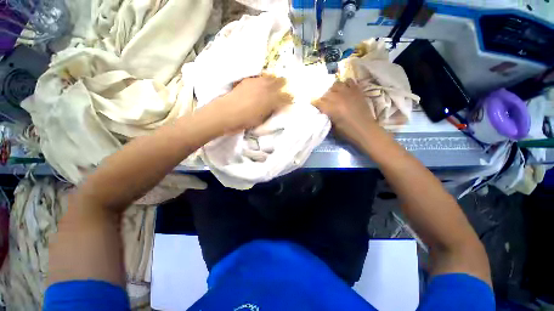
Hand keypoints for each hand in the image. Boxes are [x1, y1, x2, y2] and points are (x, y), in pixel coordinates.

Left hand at [215, 74, 292, 132]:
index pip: (285, 97)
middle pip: (280, 82)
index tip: (291, 99)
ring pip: (270, 77)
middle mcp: (267, 88)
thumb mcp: (261, 120)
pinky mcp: (248, 80)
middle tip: (284, 88)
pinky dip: (263, 79)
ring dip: (274, 80)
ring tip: (275, 82)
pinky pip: (259, 76)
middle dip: (283, 85)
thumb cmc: (245, 121)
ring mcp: (257, 82)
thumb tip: (276, 107)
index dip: (289, 98)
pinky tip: (262, 82)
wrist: (226, 113)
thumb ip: (270, 111)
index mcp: (272, 100)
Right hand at [314, 79, 379, 142]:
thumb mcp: (332, 127)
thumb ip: (326, 116)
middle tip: (324, 103)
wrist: (365, 130)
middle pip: (326, 93)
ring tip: (334, 95)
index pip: (318, 102)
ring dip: (333, 90)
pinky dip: (345, 84)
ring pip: (336, 84)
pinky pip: (349, 81)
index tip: (313, 105)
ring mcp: (348, 92)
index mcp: (331, 108)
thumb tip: (322, 111)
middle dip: (323, 98)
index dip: (314, 103)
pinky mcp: (357, 91)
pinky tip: (344, 90)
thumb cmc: (347, 132)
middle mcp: (338, 98)